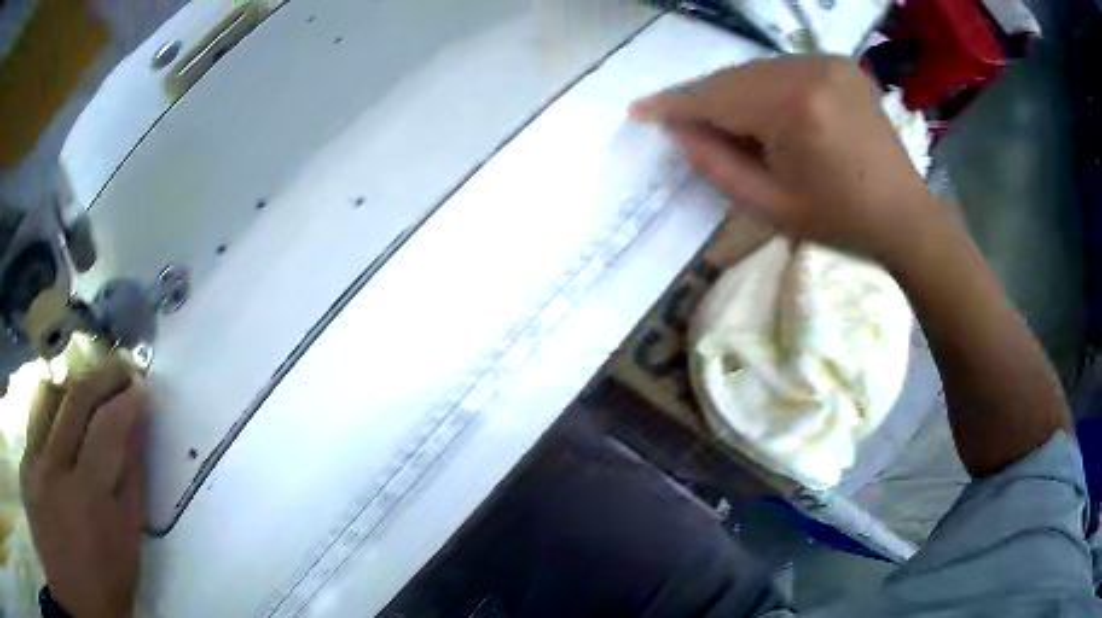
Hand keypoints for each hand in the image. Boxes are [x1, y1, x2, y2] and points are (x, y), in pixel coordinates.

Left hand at [20, 357, 145, 617]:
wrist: (70, 593)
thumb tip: (132, 456)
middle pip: (84, 408)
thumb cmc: (98, 599)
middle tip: (124, 368)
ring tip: (89, 378)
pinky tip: (56, 399)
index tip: (143, 391)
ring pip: (53, 398)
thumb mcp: (123, 570)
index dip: (131, 409)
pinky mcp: (25, 461)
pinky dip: (50, 398)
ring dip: (75, 381)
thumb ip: (127, 511)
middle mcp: (65, 480)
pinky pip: (36, 415)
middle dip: (108, 378)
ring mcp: (38, 465)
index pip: (116, 442)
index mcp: (100, 517)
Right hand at [630, 56, 941, 262]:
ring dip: (734, 93)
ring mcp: (827, 62)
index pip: (717, 97)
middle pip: (734, 77)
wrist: (904, 215)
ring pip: (756, 69)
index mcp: (794, 109)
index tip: (639, 109)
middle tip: (683, 123)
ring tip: (729, 124)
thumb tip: (678, 129)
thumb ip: (716, 165)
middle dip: (705, 99)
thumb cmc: (840, 220)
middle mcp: (809, 70)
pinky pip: (783, 69)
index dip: (675, 103)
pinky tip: (766, 113)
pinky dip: (763, 87)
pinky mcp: (839, 64)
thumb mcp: (770, 207)